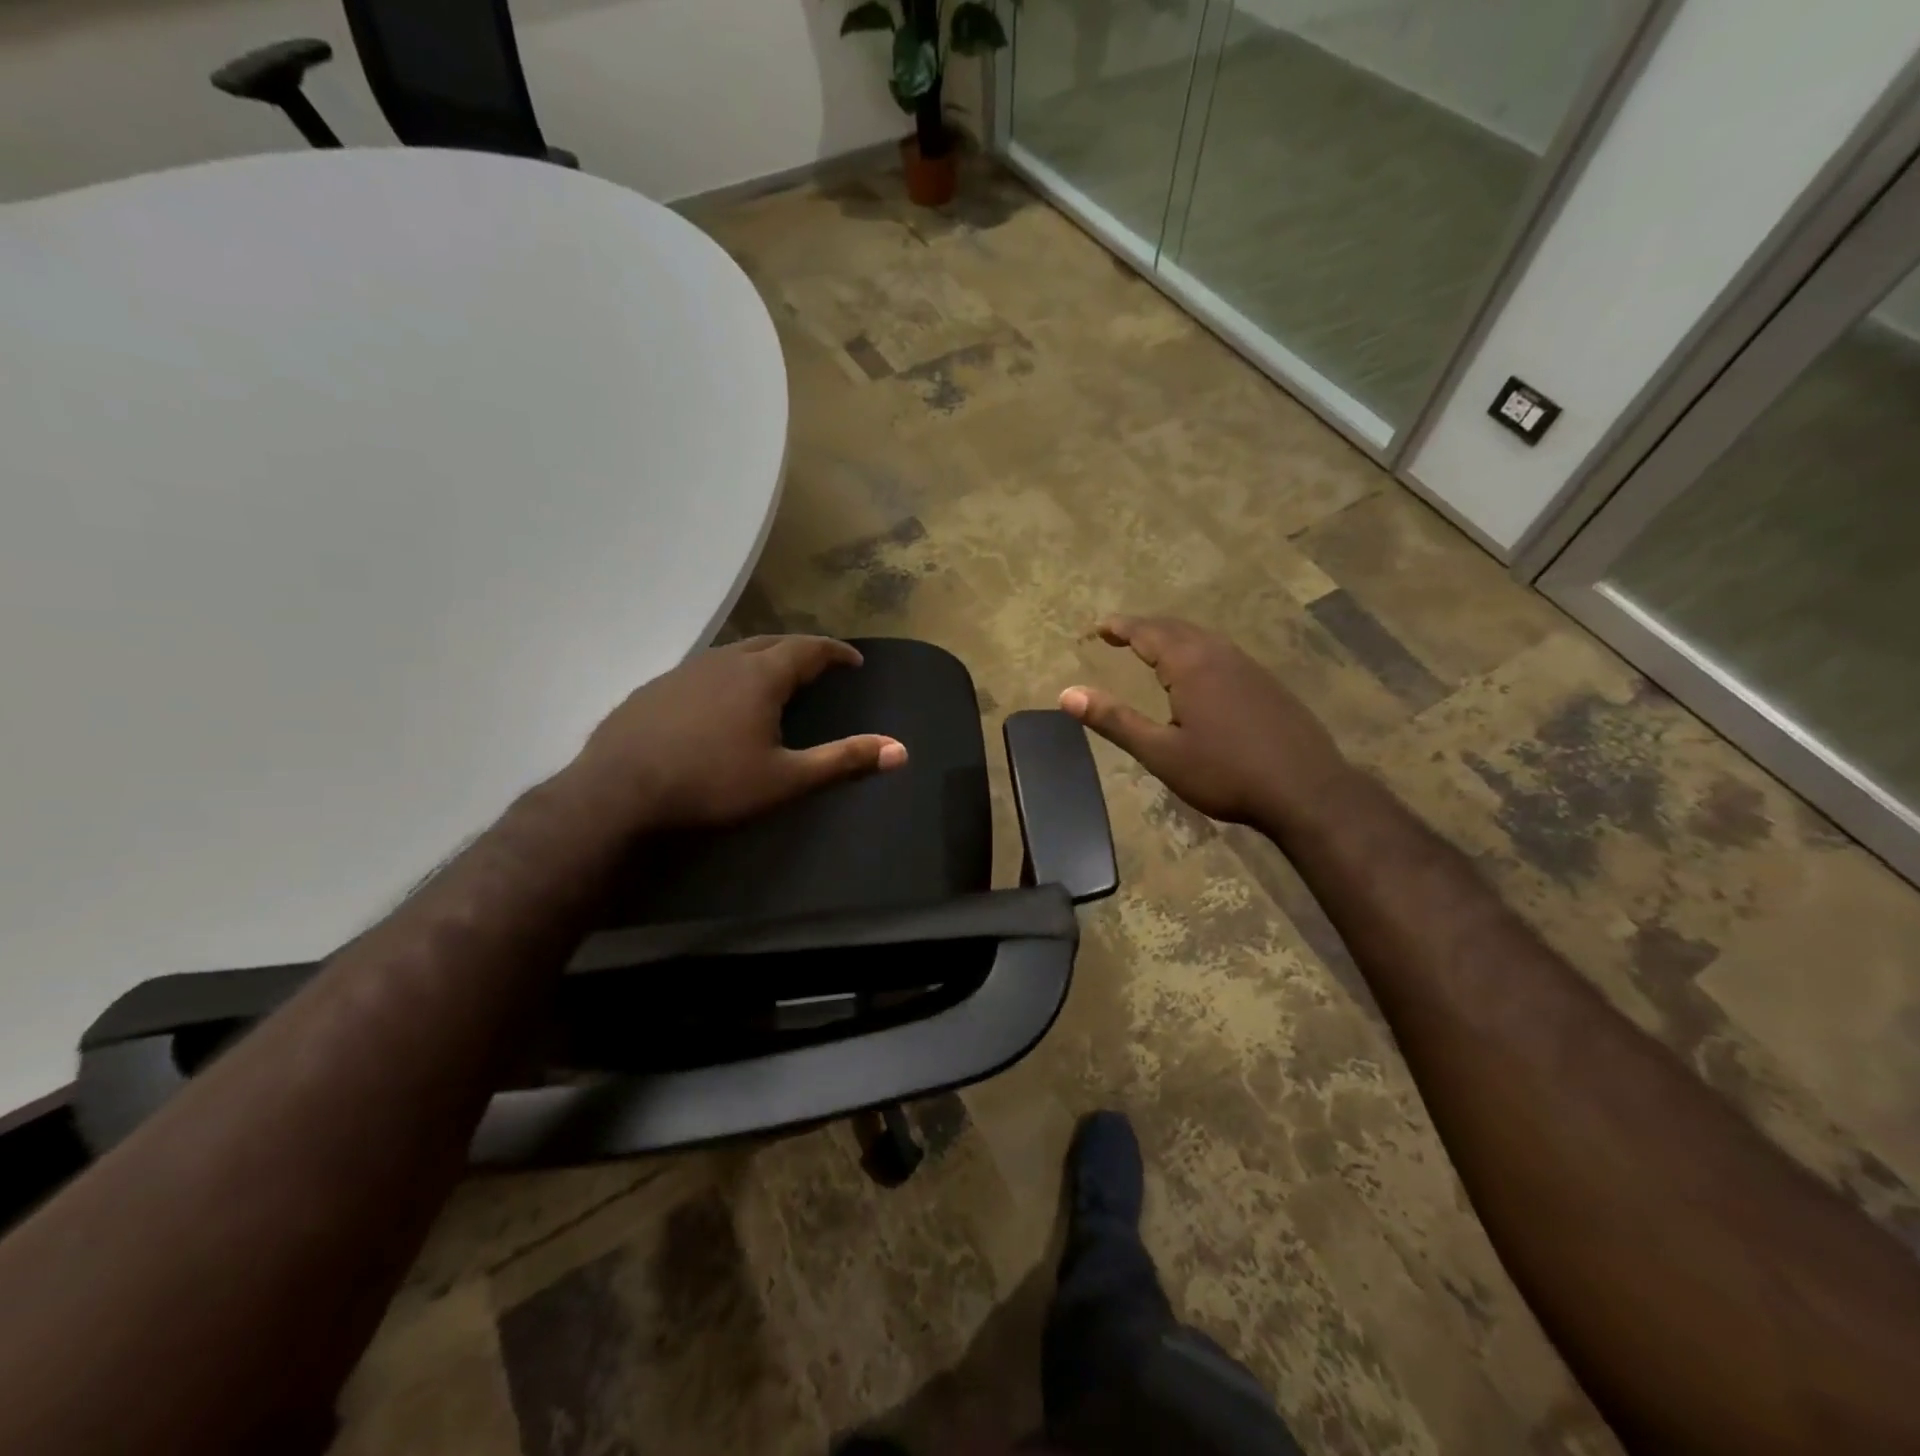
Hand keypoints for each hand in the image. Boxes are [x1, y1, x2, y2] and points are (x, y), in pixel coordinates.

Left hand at [569, 635, 905, 831]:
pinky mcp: (655, 688)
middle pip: (772, 642)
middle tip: (819, 664)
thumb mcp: (786, 779)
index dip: (835, 651)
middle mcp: (724, 661)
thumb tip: (901, 750)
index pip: (809, 648)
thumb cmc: (711, 784)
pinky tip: (719, 700)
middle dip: (801, 649)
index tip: (854, 660)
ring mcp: (684, 670)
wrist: (618, 792)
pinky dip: (727, 674)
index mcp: (760, 676)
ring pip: (734, 652)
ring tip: (774, 677)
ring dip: (762, 658)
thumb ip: (843, 760)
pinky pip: (704, 669)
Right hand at [1059, 615, 1351, 827]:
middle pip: (1177, 628)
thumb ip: (1114, 721)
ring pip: (1203, 638)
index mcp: (1191, 665)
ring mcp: (1249, 667)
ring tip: (1153, 648)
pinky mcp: (1268, 684)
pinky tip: (1199, 673)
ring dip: (1173, 637)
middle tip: (1120, 633)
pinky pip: (1222, 653)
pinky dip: (1197, 651)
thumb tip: (1067, 694)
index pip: (1148, 632)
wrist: (1306, 791)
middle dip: (1145, 627)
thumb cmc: (1225, 773)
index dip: (1121, 627)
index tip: (1099, 627)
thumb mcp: (1161, 753)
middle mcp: (1220, 655)